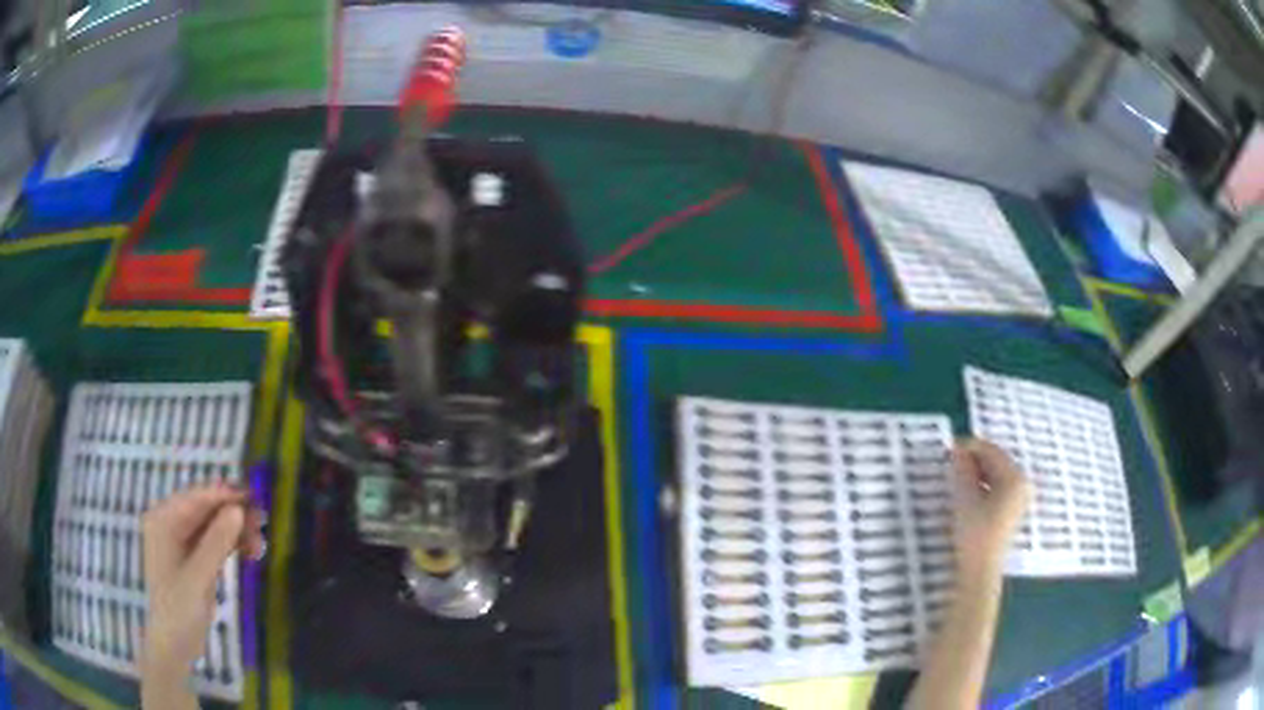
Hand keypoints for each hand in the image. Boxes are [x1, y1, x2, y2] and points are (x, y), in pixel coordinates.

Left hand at [142, 484, 264, 675]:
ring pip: (212, 526)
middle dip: (233, 515)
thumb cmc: (179, 609)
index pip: (196, 499)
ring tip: (259, 545)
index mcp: (163, 521)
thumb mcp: (199, 576)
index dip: (224, 496)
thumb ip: (216, 542)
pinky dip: (231, 544)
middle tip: (261, 524)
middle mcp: (170, 524)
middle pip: (205, 510)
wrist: (175, 645)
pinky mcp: (193, 558)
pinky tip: (249, 552)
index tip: (254, 498)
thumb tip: (238, 510)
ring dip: (235, 531)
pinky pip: (213, 541)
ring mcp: (181, 541)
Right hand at [949, 439, 1028, 580]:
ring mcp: (1021, 497)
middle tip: (950, 464)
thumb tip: (958, 450)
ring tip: (956, 479)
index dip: (970, 447)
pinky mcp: (1014, 509)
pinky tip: (969, 493)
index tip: (949, 449)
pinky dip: (984, 484)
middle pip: (996, 461)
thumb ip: (962, 471)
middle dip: (974, 460)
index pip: (991, 451)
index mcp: (1015, 477)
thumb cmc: (975, 534)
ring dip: (977, 472)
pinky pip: (999, 486)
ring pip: (997, 474)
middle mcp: (1023, 482)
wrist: (981, 572)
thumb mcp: (965, 499)